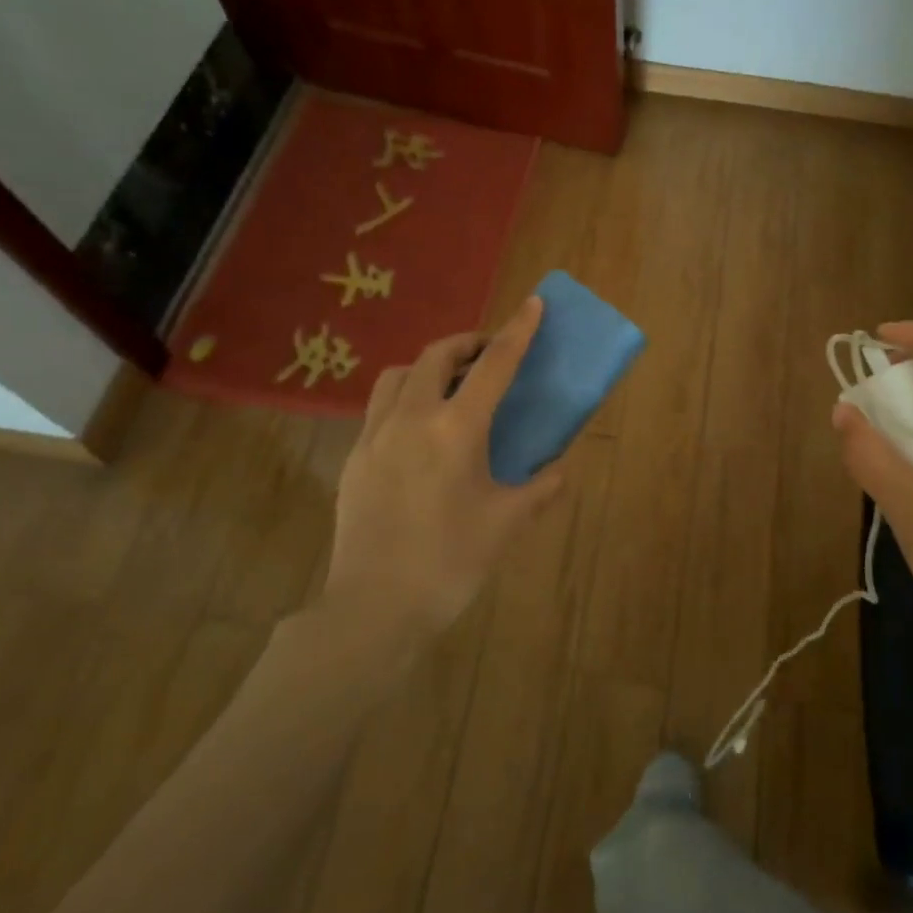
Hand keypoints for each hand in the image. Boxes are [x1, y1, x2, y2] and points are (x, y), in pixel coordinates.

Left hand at [316, 296, 564, 655]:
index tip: (532, 304)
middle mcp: (411, 419)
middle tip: (489, 353)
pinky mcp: (354, 459)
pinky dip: (404, 398)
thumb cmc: (450, 562)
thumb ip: (539, 490)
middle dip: (467, 343)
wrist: (374, 609)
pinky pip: (379, 408)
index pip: (493, 366)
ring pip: (397, 376)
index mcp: (455, 430)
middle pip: (435, 356)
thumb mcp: (506, 523)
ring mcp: (374, 436)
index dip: (517, 332)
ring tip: (449, 385)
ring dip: (427, 366)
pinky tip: (418, 431)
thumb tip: (559, 472)